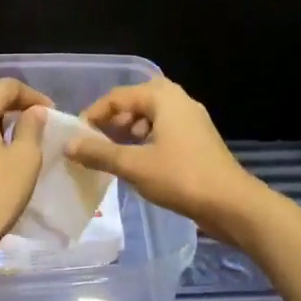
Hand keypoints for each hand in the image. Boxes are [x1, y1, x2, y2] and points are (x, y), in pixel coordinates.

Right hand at [65, 77, 260, 237]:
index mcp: (163, 97)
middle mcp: (179, 100)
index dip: (94, 114)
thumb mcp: (134, 165)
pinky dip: (147, 140)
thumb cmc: (181, 177)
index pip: (118, 96)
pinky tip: (139, 163)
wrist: (232, 203)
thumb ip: (99, 153)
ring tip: (115, 153)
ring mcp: (192, 120)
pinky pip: (165, 130)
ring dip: (130, 130)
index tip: (77, 136)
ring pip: (152, 116)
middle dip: (114, 119)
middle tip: (97, 140)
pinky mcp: (199, 139)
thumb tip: (69, 145)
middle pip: (137, 101)